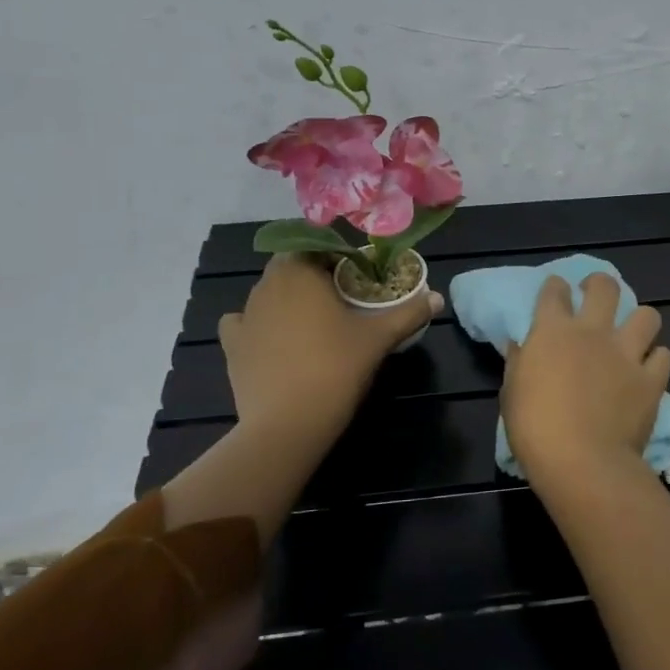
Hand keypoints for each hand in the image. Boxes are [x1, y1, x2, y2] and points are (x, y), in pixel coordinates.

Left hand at [218, 253, 442, 442]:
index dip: (338, 258)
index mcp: (300, 272)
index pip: (316, 247)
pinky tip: (273, 341)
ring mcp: (245, 315)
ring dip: (288, 300)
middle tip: (341, 301)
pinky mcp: (231, 345)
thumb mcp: (379, 338)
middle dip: (313, 277)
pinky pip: (243, 323)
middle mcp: (266, 285)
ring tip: (313, 325)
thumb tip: (437, 298)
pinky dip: (257, 326)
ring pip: (268, 294)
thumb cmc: (336, 367)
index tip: (358, 278)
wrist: (288, 422)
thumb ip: (408, 313)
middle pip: (291, 268)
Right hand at [501, 272, 669, 490]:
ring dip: (639, 320)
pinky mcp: (652, 379)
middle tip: (596, 295)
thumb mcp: (511, 393)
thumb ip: (518, 363)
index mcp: (553, 331)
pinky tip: (648, 368)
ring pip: (647, 315)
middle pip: (604, 287)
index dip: (555, 287)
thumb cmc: (534, 428)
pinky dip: (656, 359)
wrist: (581, 461)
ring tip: (633, 332)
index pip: (554, 291)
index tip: (556, 291)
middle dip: (600, 284)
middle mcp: (593, 332)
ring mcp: (627, 354)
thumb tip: (520, 345)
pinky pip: (663, 356)